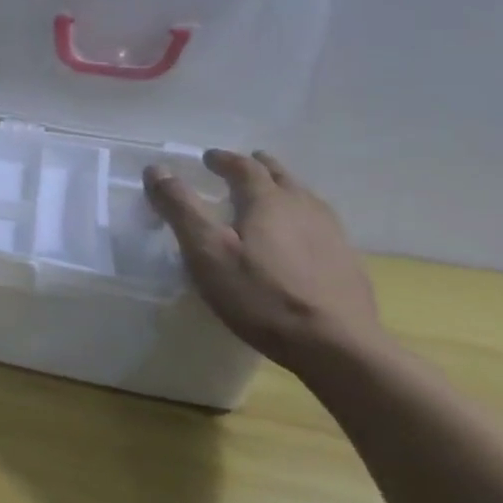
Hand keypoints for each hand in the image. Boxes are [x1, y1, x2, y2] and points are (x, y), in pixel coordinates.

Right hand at [144, 150, 384, 371]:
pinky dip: (300, 216)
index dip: (223, 160)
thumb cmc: (259, 295)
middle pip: (280, 176)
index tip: (207, 158)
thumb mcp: (206, 251)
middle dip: (258, 167)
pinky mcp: (346, 260)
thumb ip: (180, 208)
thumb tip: (156, 169)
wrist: (334, 344)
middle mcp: (304, 207)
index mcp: (268, 200)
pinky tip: (297, 235)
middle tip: (242, 166)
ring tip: (269, 195)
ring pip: (304, 197)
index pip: (243, 168)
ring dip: (282, 188)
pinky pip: (318, 223)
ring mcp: (331, 233)